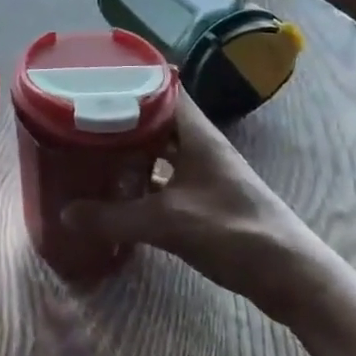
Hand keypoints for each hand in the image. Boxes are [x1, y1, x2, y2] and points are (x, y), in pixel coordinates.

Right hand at [64, 91, 333, 321]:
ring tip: (91, 145)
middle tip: (80, 113)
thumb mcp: (167, 223)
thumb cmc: (234, 233)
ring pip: (160, 148)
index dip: (132, 78)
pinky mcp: (205, 199)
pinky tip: (117, 188)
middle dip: (121, 114)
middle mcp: (200, 146)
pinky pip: (165, 176)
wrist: (291, 277)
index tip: (95, 77)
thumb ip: (114, 217)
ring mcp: (205, 173)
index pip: (164, 87)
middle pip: (157, 117)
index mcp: (197, 135)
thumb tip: (64, 212)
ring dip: (131, 147)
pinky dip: (142, 177)